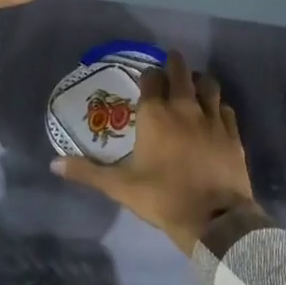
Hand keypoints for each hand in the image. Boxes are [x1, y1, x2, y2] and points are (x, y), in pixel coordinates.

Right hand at [51, 53, 255, 254]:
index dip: (148, 76)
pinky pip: (225, 108)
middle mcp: (184, 106)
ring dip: (199, 81)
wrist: (214, 220)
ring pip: (208, 83)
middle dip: (175, 64)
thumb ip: (87, 172)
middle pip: (181, 70)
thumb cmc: (163, 198)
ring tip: (194, 86)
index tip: (146, 81)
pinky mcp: (232, 132)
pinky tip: (214, 114)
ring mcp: (211, 117)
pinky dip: (218, 106)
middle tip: (171, 67)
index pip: (151, 78)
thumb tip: (53, 164)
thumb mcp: (120, 187)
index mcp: (155, 114)